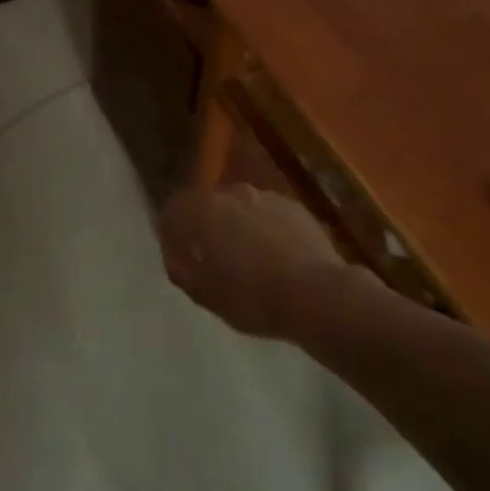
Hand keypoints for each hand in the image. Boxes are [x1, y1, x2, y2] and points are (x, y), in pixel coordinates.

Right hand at [159, 183, 346, 339]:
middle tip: (212, 259)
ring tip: (248, 260)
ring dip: (237, 227)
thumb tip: (175, 256)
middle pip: (209, 205)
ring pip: (240, 208)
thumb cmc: (252, 297)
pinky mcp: (294, 207)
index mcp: (203, 211)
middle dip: (206, 227)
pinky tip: (275, 258)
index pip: (174, 208)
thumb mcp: (205, 295)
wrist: (317, 295)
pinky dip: (264, 230)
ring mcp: (265, 196)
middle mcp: (231, 193)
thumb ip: (181, 270)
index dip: (171, 231)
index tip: (178, 255)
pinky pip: (267, 215)